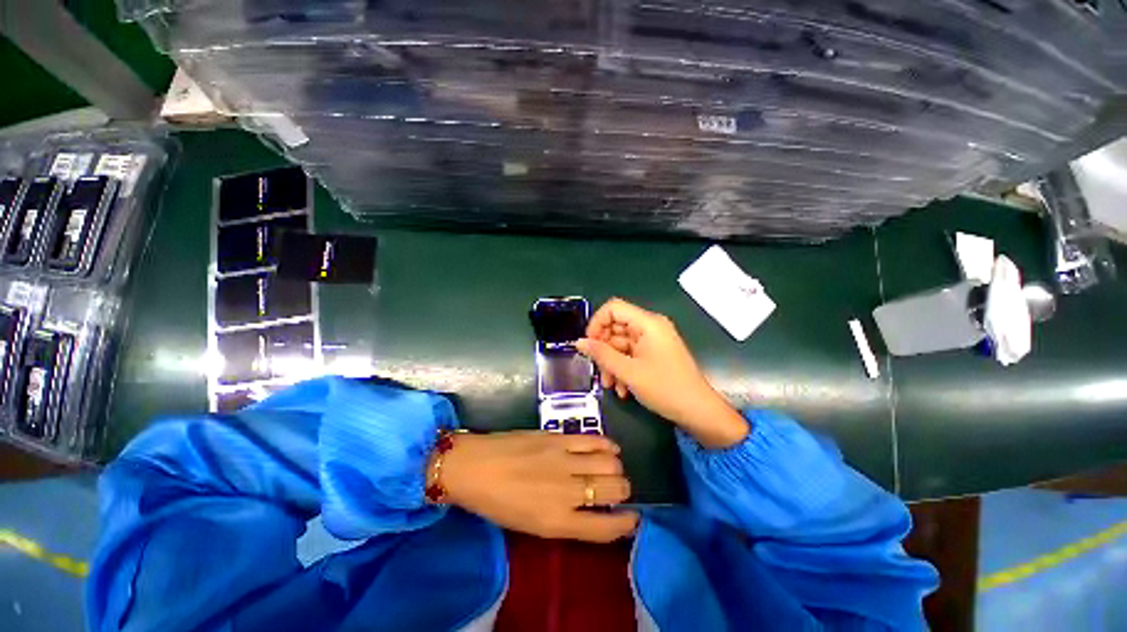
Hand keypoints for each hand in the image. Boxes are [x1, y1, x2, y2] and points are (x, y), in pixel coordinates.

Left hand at [439, 431, 637, 542]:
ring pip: (610, 463)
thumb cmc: (499, 504)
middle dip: (623, 490)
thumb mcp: (532, 525)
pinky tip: (609, 448)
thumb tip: (593, 508)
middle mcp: (567, 492)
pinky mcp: (559, 437)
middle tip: (617, 488)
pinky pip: (594, 440)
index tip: (633, 518)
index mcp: (558, 522)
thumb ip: (567, 518)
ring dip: (616, 468)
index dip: (626, 524)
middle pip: (615, 490)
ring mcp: (565, 460)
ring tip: (611, 467)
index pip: (606, 528)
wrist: (476, 467)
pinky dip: (608, 445)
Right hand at [576, 298, 747, 448]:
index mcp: (647, 323)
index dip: (596, 323)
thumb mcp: (628, 372)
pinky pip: (631, 355)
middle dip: (604, 350)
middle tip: (599, 371)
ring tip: (611, 386)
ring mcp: (653, 341)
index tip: (588, 345)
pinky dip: (623, 369)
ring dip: (612, 364)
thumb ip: (601, 354)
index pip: (613, 308)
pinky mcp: (654, 354)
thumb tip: (578, 342)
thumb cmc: (665, 388)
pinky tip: (623, 390)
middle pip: (616, 328)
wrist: (698, 412)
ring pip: (621, 344)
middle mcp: (650, 327)